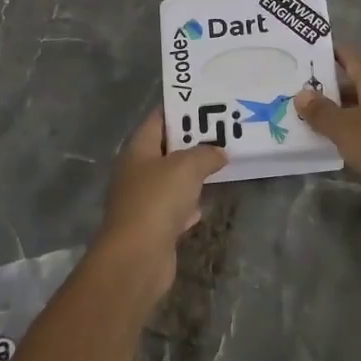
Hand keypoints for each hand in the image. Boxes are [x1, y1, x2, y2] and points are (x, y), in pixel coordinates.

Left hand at [96, 108, 226, 292]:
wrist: (138, 257)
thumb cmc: (157, 200)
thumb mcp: (187, 167)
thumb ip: (206, 154)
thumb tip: (220, 152)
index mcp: (138, 150)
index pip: (158, 119)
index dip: (181, 109)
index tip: (208, 103)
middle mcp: (137, 172)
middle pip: (167, 149)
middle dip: (193, 142)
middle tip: (223, 133)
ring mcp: (143, 200)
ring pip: (172, 179)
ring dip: (193, 174)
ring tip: (222, 163)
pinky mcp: (153, 226)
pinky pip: (175, 207)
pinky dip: (189, 205)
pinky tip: (205, 204)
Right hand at [295, 43, 360, 192]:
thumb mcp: (343, 128)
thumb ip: (320, 111)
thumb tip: (302, 94)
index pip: (353, 57)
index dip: (333, 52)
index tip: (313, 52)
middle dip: (336, 87)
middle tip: (308, 93)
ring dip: (349, 111)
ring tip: (323, 119)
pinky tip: (348, 142)